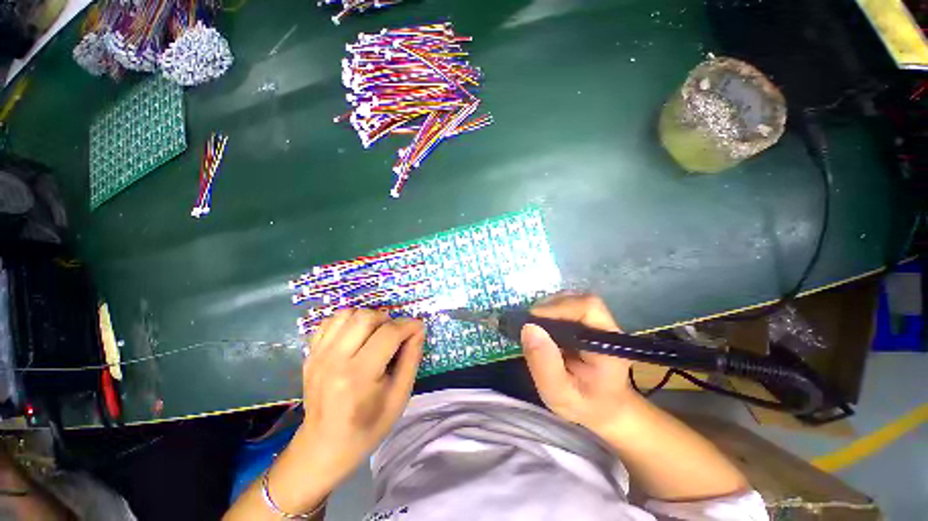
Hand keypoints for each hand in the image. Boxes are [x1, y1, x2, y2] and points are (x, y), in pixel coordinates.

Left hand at [266, 310, 423, 513]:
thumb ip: (412, 358)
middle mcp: (334, 360)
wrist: (323, 447)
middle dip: (388, 319)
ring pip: (348, 314)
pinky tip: (357, 336)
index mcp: (358, 376)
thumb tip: (418, 329)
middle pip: (366, 317)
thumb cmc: (368, 426)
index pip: (388, 334)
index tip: (418, 327)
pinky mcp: (310, 354)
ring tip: (377, 334)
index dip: (408, 325)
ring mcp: (318, 355)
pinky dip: (349, 321)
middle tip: (396, 334)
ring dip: (369, 318)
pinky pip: (331, 321)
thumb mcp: (400, 396)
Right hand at [521, 292, 637, 432]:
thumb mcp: (559, 394)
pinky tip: (543, 326)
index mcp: (607, 345)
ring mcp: (599, 322)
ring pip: (572, 299)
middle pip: (578, 300)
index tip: (532, 321)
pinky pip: (568, 306)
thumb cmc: (584, 405)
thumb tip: (528, 328)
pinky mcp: (588, 321)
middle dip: (549, 307)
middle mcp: (606, 327)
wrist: (604, 407)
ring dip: (548, 308)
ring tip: (534, 326)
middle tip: (528, 325)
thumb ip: (545, 365)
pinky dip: (550, 311)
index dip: (558, 308)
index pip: (588, 308)